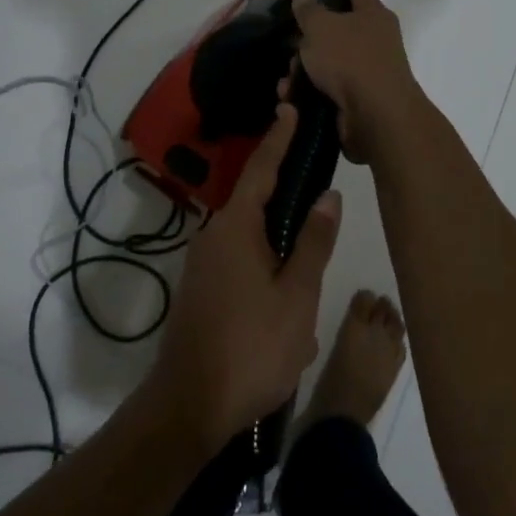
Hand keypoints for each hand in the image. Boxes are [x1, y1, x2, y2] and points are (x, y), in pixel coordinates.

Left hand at [149, 105, 341, 446]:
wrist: (187, 408)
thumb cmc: (250, 348)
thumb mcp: (297, 296)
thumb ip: (314, 242)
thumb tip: (328, 195)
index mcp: (237, 227)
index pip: (262, 167)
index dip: (279, 137)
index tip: (290, 106)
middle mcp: (215, 235)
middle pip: (256, 199)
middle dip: (286, 190)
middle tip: (319, 180)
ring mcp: (204, 264)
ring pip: (251, 236)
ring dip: (280, 241)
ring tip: (313, 255)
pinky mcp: (203, 289)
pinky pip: (241, 261)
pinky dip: (267, 265)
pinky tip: (289, 299)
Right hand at [290, 0, 426, 165]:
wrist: (376, 117)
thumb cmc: (351, 59)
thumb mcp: (321, 28)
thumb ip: (309, 11)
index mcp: (373, 14)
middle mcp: (376, 40)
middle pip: (337, 30)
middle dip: (310, 40)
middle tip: (292, 45)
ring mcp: (369, 72)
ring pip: (328, 63)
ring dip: (304, 71)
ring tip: (287, 81)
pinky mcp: (360, 101)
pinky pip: (328, 90)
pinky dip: (309, 93)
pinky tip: (291, 100)